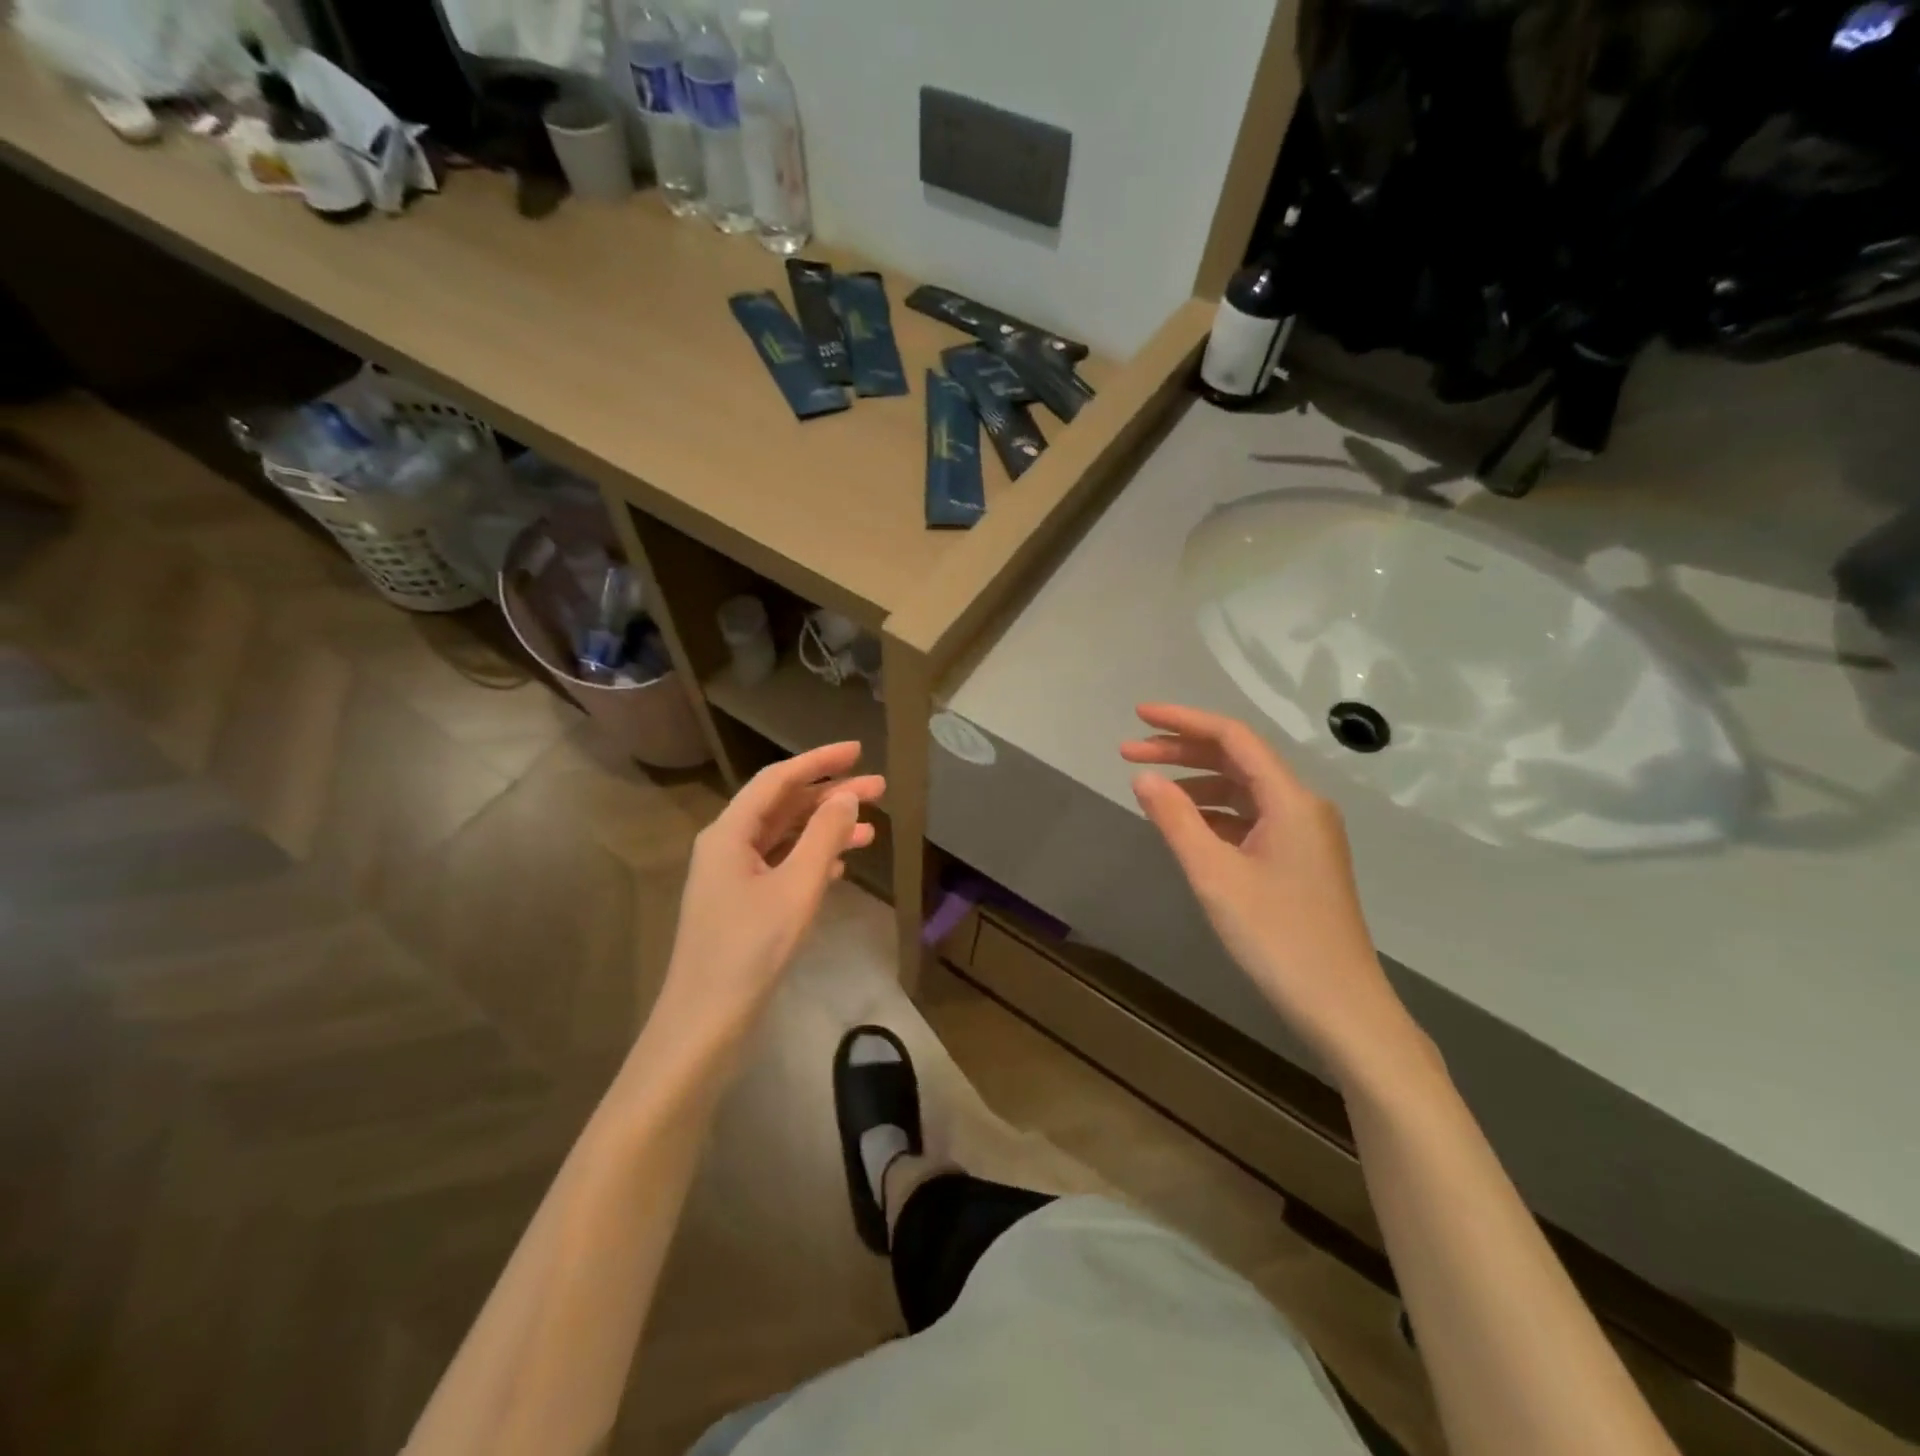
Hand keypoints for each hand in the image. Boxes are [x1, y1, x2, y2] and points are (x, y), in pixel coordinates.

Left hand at [657, 742, 884, 1037]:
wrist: (706, 1022)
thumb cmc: (751, 949)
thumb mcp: (796, 887)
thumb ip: (824, 836)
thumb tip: (847, 795)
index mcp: (730, 833)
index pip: (777, 780)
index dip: (818, 761)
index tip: (857, 750)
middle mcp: (727, 846)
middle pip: (783, 806)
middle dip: (830, 796)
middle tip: (879, 789)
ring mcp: (732, 877)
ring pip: (784, 838)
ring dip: (825, 829)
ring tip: (871, 829)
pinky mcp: (742, 904)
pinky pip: (780, 866)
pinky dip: (811, 858)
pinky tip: (840, 865)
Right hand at [1121, 704, 1428, 1087]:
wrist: (1341, 1006)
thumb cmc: (1277, 937)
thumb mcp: (1215, 876)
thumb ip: (1176, 820)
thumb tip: (1144, 777)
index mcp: (1290, 800)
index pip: (1232, 738)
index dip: (1183, 721)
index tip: (1138, 715)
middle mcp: (1302, 806)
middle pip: (1237, 760)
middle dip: (1182, 751)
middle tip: (1128, 752)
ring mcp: (1304, 834)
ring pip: (1243, 790)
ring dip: (1196, 783)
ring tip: (1150, 789)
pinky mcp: (1300, 860)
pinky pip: (1250, 819)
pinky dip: (1214, 814)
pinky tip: (1186, 826)